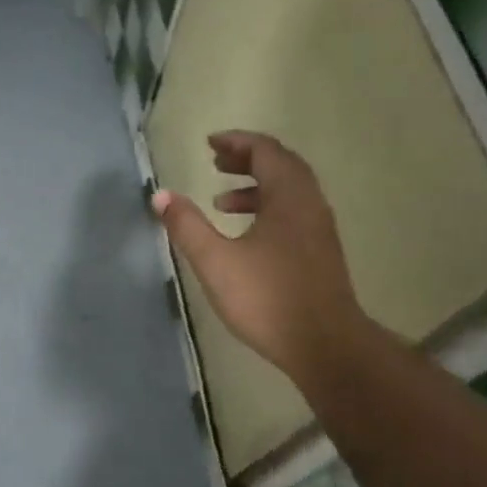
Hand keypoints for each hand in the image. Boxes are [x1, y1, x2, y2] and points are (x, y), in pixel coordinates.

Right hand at [152, 132, 359, 382]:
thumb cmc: (267, 298)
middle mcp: (310, 203)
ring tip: (220, 200)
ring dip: (255, 186)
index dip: (236, 142)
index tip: (209, 144)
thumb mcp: (216, 261)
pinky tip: (245, 235)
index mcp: (288, 197)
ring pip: (289, 191)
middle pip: (281, 165)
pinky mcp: (320, 252)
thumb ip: (187, 226)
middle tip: (215, 162)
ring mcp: (319, 229)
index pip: (265, 151)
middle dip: (246, 159)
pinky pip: (293, 212)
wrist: (325, 345)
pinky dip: (267, 208)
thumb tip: (161, 195)